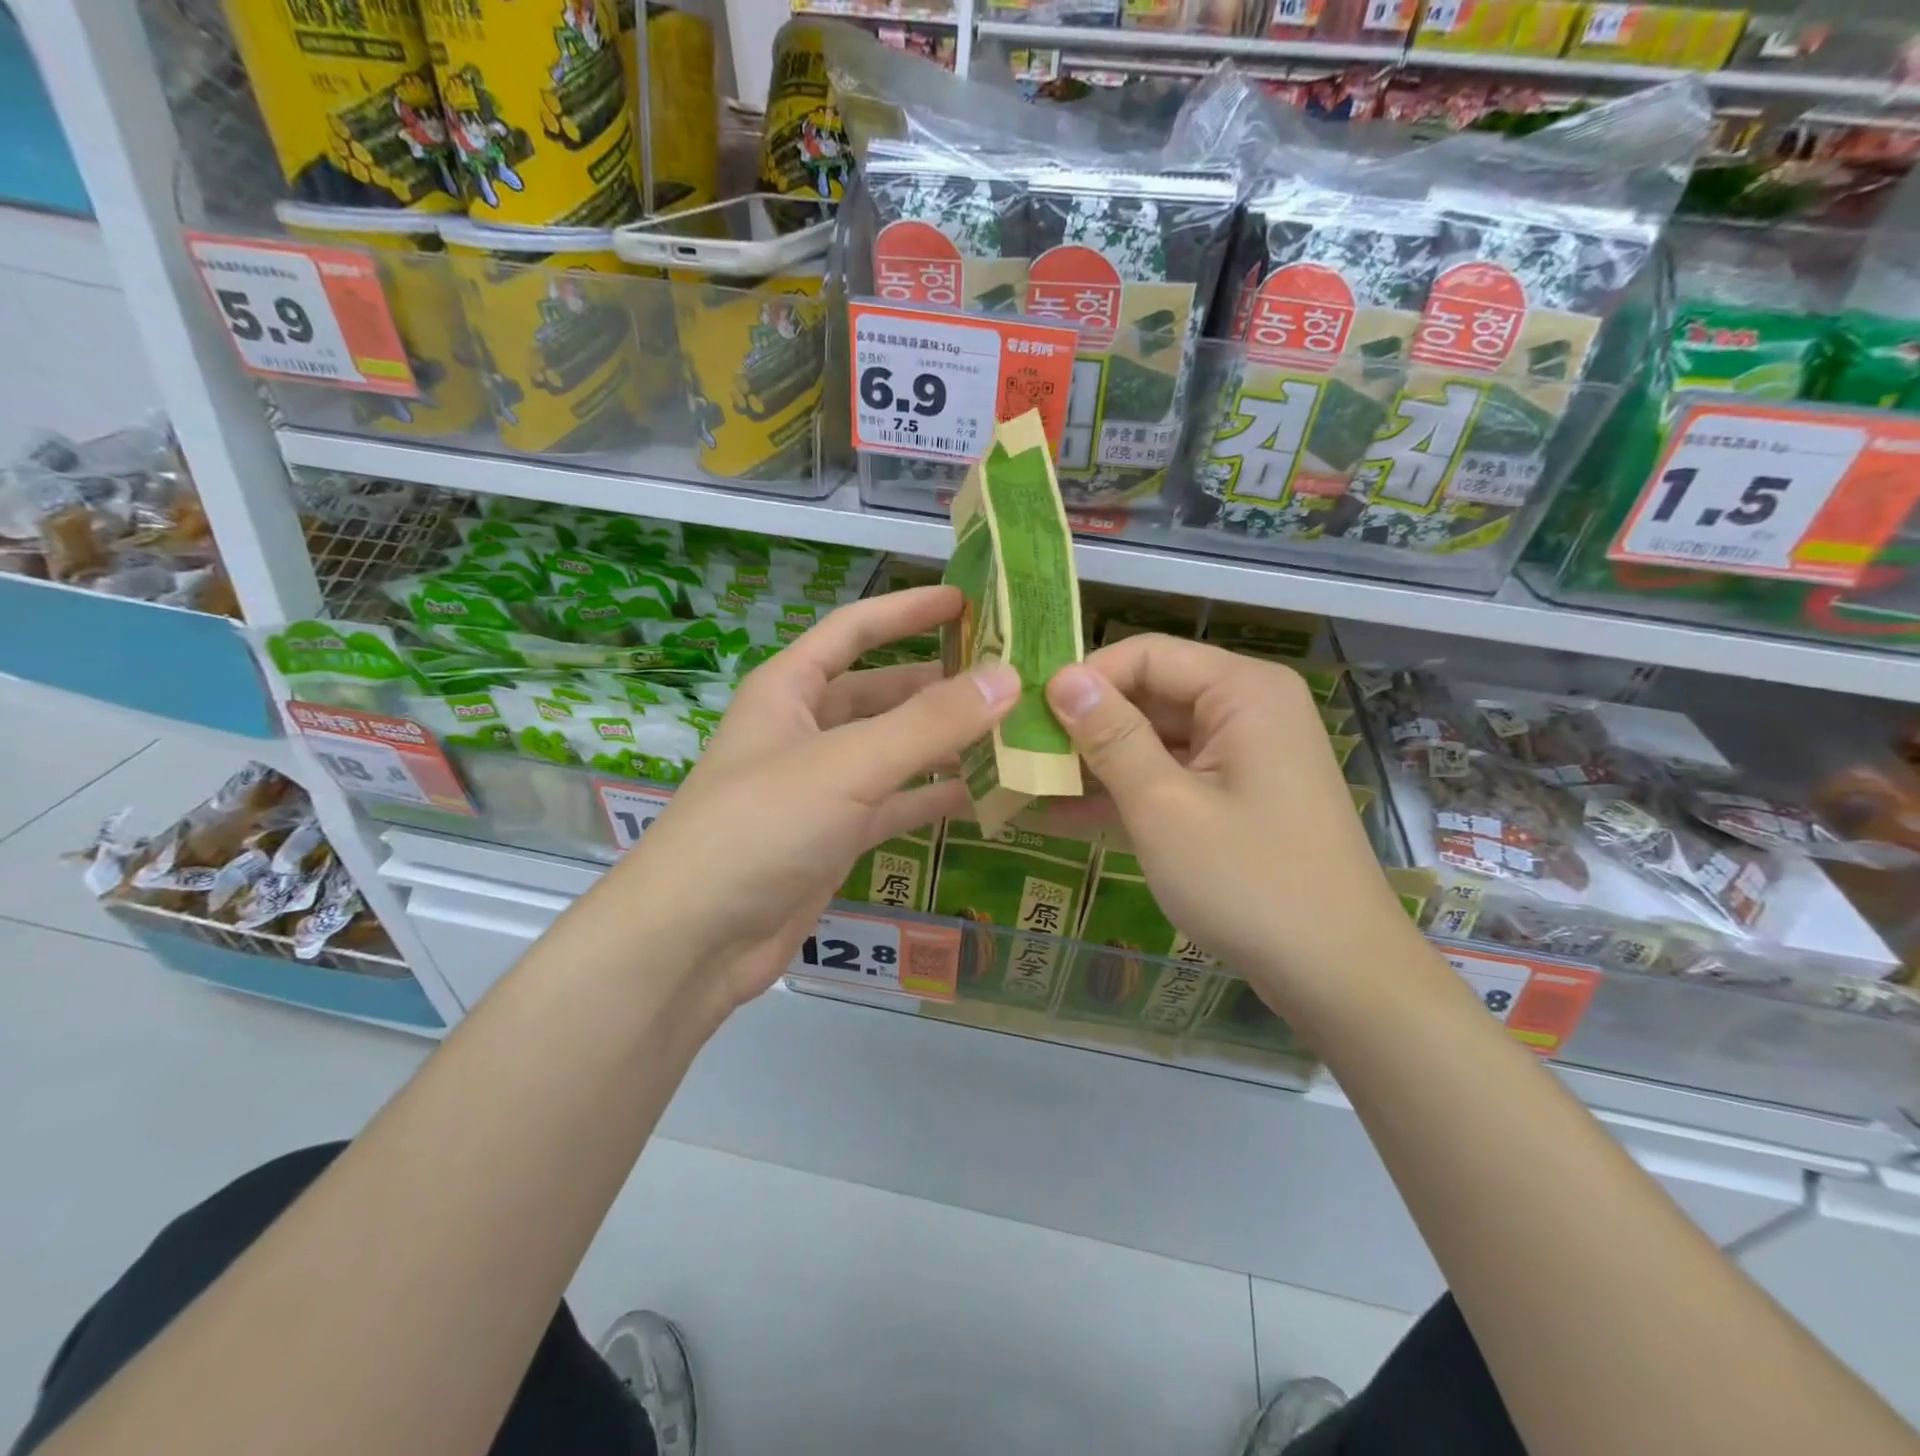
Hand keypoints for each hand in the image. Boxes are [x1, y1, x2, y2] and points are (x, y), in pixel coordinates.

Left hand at [606, 586, 1017, 1011]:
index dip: (908, 610)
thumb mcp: (847, 764)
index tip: (967, 600)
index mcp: (790, 689)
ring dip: (945, 742)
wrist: (695, 940)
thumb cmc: (760, 827)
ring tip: (1013, 732)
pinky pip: (896, 802)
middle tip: (1010, 678)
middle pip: (882, 692)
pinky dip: (934, 796)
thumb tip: (1007, 677)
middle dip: (940, 683)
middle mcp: (805, 729)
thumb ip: (929, 723)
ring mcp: (822, 786)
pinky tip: (985, 794)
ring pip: (894, 750)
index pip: (854, 629)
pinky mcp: (836, 836)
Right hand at [1045, 635, 1418, 1013]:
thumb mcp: (1164, 806)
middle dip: (1085, 725)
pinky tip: (1063, 814)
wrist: (1337, 974)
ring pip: (1154, 739)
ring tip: (1027, 782)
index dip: (1084, 679)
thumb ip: (1110, 736)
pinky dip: (1125, 793)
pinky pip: (1171, 777)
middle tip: (1018, 752)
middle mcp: (1247, 709)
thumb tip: (1061, 678)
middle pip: (1150, 695)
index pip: (1146, 656)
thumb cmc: (1248, 882)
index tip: (1026, 714)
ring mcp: (1243, 756)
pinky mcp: (1236, 796)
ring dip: (1097, 763)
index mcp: (1242, 691)